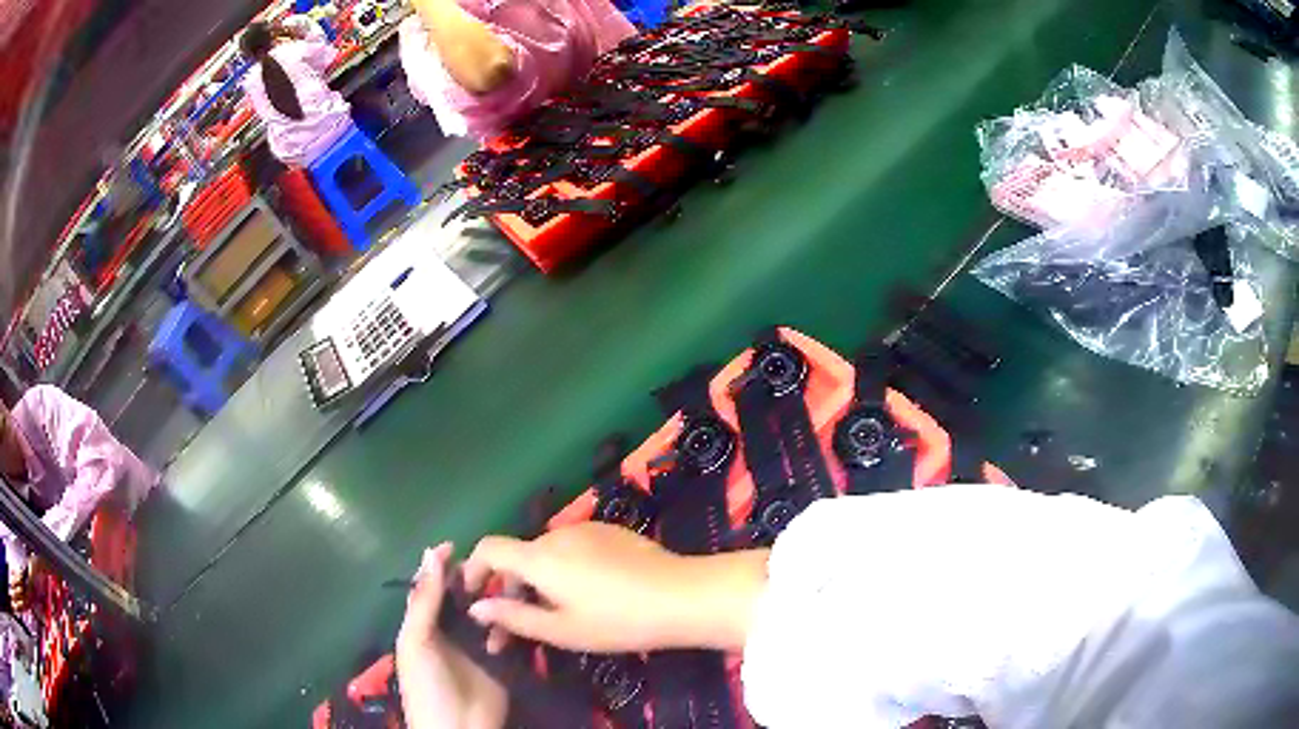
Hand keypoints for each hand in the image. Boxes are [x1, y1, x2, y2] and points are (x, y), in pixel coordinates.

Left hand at [396, 543, 508, 728]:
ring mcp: (474, 645)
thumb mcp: (417, 640)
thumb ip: (424, 600)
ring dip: (493, 599)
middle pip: (460, 596)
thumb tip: (432, 552)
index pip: (430, 587)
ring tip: (508, 585)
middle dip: (472, 579)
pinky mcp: (500, 659)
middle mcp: (448, 630)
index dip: (441, 566)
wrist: (458, 728)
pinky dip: (509, 622)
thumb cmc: (427, 683)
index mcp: (422, 624)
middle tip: (492, 564)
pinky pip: (504, 633)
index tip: (458, 545)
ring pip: (484, 611)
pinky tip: (517, 613)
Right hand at [462, 522, 769, 654]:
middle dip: (507, 590)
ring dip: (536, 583)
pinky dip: (563, 572)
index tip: (471, 596)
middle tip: (512, 630)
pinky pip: (572, 551)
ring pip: (546, 556)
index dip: (472, 569)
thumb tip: (475, 607)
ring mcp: (587, 530)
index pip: (489, 548)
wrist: (682, 595)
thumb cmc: (617, 620)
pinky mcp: (611, 532)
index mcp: (539, 558)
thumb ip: (513, 617)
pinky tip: (584, 598)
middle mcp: (557, 535)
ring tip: (550, 618)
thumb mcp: (561, 630)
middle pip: (518, 557)